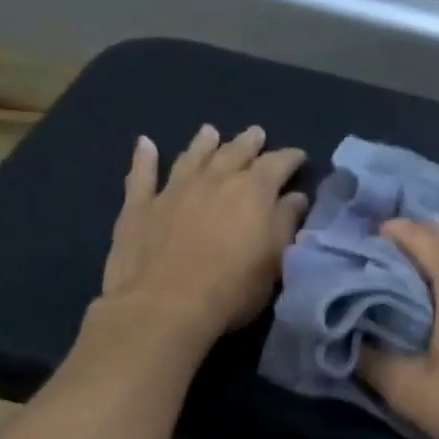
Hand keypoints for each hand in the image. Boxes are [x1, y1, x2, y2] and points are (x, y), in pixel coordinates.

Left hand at [97, 124, 306, 346]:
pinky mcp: (139, 207)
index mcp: (252, 191)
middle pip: (234, 153)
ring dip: (202, 143)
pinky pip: (142, 175)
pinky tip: (145, 144)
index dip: (290, 158)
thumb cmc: (231, 289)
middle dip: (249, 143)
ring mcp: (173, 190)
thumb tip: (295, 197)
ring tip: (210, 132)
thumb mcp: (274, 262)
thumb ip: (286, 224)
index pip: (277, 164)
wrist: (164, 306)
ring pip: (192, 157)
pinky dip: (144, 158)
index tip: (299, 157)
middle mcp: (214, 180)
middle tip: (257, 134)